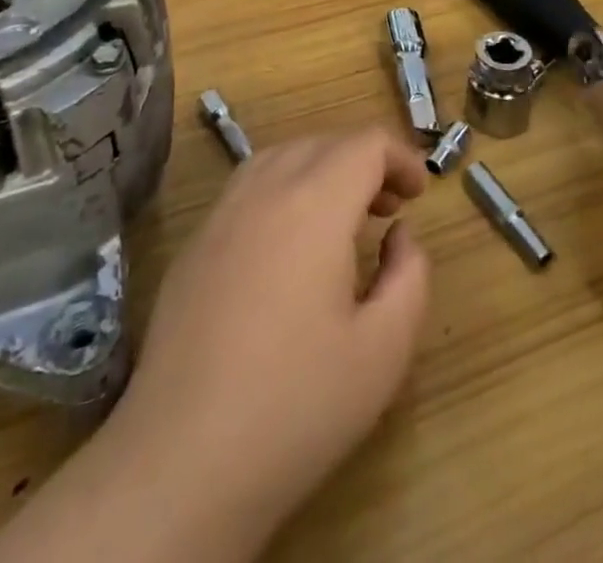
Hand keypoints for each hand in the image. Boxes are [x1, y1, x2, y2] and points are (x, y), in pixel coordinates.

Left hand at [111, 127, 431, 549]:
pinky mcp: (195, 242)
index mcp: (315, 203)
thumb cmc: (296, 405)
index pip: (364, 144)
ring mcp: (222, 212)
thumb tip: (399, 235)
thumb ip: (409, 276)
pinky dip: (283, 188)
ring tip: (341, 218)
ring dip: (321, 169)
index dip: (400, 158)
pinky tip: (288, 244)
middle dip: (364, 163)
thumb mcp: (384, 350)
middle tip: (388, 210)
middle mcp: (265, 189)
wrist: (183, 459)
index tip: (418, 194)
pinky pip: (249, 186)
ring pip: (282, 156)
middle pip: (324, 143)